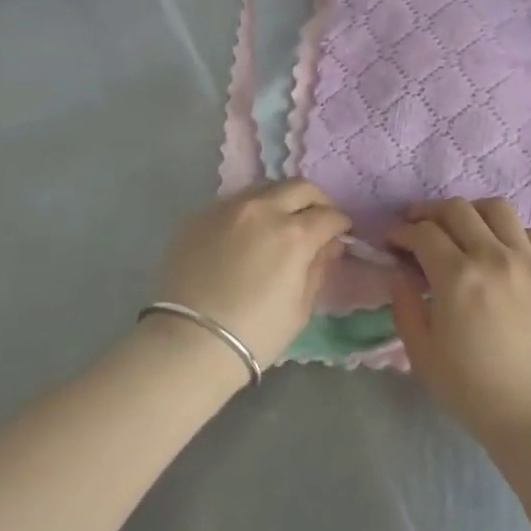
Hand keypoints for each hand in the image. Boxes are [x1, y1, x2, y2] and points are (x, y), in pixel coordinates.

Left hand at [156, 181, 350, 367]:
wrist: (189, 343)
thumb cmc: (255, 334)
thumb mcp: (300, 308)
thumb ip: (318, 268)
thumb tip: (328, 245)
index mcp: (294, 234)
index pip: (329, 215)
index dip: (341, 224)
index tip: (341, 234)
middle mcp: (262, 210)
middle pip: (299, 187)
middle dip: (316, 201)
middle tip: (317, 219)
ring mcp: (228, 208)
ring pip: (265, 188)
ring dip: (281, 200)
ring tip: (280, 222)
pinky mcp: (200, 216)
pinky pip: (234, 203)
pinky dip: (249, 212)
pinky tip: (245, 234)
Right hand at [386, 198, 530, 448]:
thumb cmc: (473, 391)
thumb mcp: (422, 353)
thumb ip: (405, 305)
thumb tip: (400, 273)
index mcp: (458, 278)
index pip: (423, 233)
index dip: (402, 232)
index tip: (393, 242)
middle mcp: (493, 257)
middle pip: (457, 209)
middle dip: (429, 213)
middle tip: (418, 227)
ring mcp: (528, 261)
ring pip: (497, 208)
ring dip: (471, 213)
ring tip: (462, 230)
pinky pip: (530, 232)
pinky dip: (509, 232)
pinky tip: (500, 250)